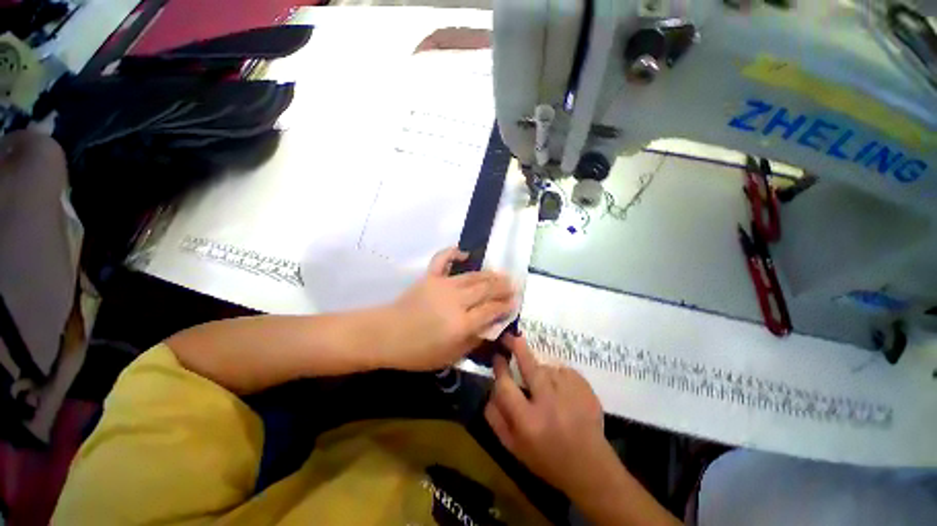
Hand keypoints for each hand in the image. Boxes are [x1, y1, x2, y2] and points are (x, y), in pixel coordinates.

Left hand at [380, 247, 516, 370]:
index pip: (491, 310)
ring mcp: (442, 285)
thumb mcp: (450, 357)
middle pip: (486, 290)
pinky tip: (464, 253)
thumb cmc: (417, 352)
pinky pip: (442, 259)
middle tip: (513, 285)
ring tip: (501, 274)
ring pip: (472, 276)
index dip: (505, 306)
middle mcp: (456, 301)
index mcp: (461, 324)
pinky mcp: (429, 277)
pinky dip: (453, 253)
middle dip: (502, 287)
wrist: (385, 335)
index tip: (514, 302)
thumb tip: (491, 327)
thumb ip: (474, 341)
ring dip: (489, 274)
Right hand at [485, 334, 611, 496]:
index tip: (497, 356)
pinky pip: (564, 370)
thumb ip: (496, 420)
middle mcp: (548, 404)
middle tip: (511, 337)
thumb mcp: (515, 448)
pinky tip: (560, 389)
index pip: (506, 386)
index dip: (499, 368)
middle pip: (530, 367)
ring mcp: (570, 394)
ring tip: (543, 385)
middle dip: (518, 348)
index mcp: (527, 422)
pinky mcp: (586, 389)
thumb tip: (490, 391)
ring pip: (547, 368)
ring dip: (541, 371)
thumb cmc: (547, 460)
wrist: (590, 468)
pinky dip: (558, 375)